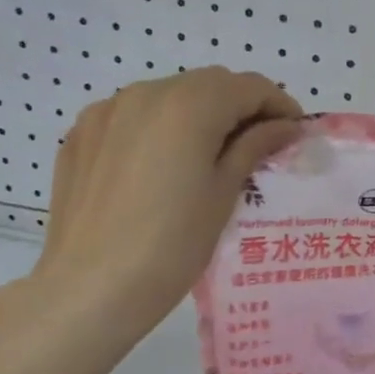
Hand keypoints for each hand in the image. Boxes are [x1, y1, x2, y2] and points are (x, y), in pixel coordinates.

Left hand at [23, 67, 302, 342]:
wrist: (89, 290)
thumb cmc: (172, 245)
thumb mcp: (224, 193)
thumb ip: (255, 146)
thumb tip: (286, 126)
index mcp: (189, 105)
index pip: (249, 86)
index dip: (279, 104)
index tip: (293, 133)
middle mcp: (146, 93)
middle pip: (208, 84)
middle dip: (240, 106)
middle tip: (259, 145)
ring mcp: (107, 111)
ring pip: (169, 96)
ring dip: (199, 113)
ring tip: (209, 156)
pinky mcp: (81, 134)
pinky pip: (133, 115)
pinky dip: (159, 127)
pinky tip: (162, 165)